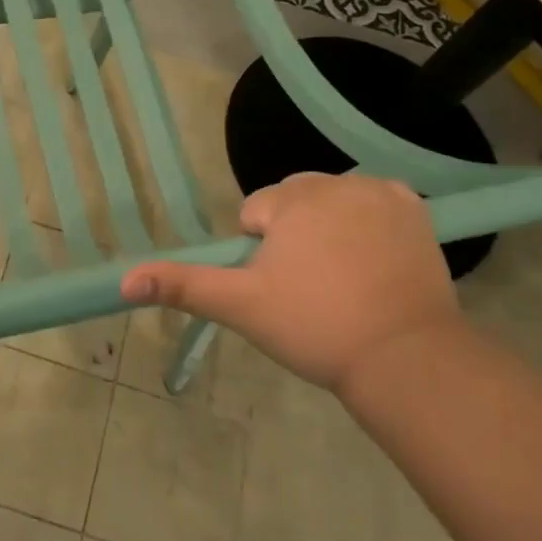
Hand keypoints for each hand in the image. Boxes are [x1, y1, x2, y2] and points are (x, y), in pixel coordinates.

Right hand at [120, 172, 461, 391]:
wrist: (404, 358)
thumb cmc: (314, 326)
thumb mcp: (240, 306)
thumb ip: (181, 285)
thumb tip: (125, 280)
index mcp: (292, 199)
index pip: (256, 212)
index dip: (260, 252)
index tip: (282, 288)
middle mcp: (337, 183)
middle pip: (295, 201)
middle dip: (294, 234)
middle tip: (310, 287)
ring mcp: (381, 194)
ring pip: (333, 202)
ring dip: (330, 228)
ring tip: (344, 280)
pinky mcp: (416, 211)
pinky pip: (375, 205)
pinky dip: (370, 226)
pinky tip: (375, 263)